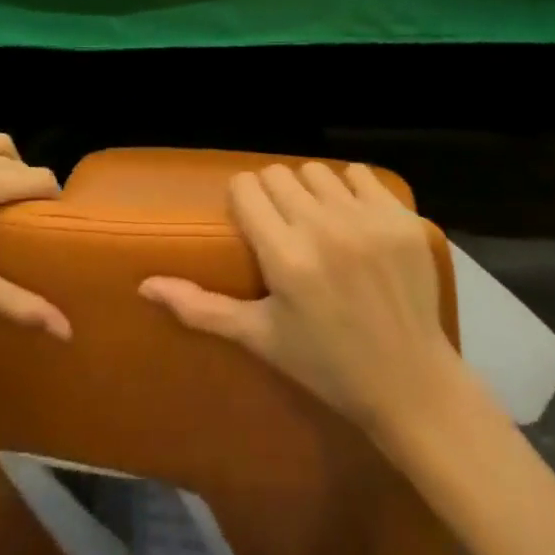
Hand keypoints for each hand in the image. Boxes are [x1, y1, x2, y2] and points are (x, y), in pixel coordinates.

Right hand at [139, 161, 460, 433]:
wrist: (410, 382)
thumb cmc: (327, 365)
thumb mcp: (261, 338)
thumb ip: (202, 308)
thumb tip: (144, 285)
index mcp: (285, 257)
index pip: (247, 187)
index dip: (243, 200)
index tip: (251, 221)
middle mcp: (323, 228)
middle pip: (278, 174)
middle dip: (274, 196)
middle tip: (285, 228)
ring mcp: (365, 219)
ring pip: (317, 171)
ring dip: (311, 191)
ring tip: (319, 224)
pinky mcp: (399, 217)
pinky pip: (359, 174)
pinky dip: (351, 190)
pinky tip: (354, 221)